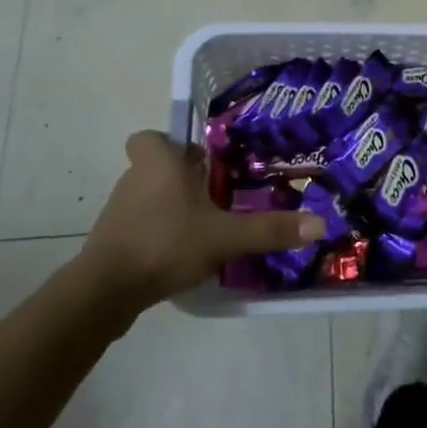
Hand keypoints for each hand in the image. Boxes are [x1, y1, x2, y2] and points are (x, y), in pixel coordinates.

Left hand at [79, 132, 320, 305]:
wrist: (106, 291)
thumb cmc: (166, 243)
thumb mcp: (226, 237)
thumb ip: (270, 229)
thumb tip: (320, 223)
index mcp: (159, 163)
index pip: (151, 137)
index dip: (170, 143)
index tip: (198, 160)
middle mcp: (135, 179)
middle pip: (156, 167)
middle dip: (182, 178)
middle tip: (216, 193)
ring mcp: (119, 212)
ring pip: (149, 197)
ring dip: (171, 207)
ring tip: (204, 226)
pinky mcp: (113, 241)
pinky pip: (140, 226)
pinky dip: (158, 233)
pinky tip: (182, 253)